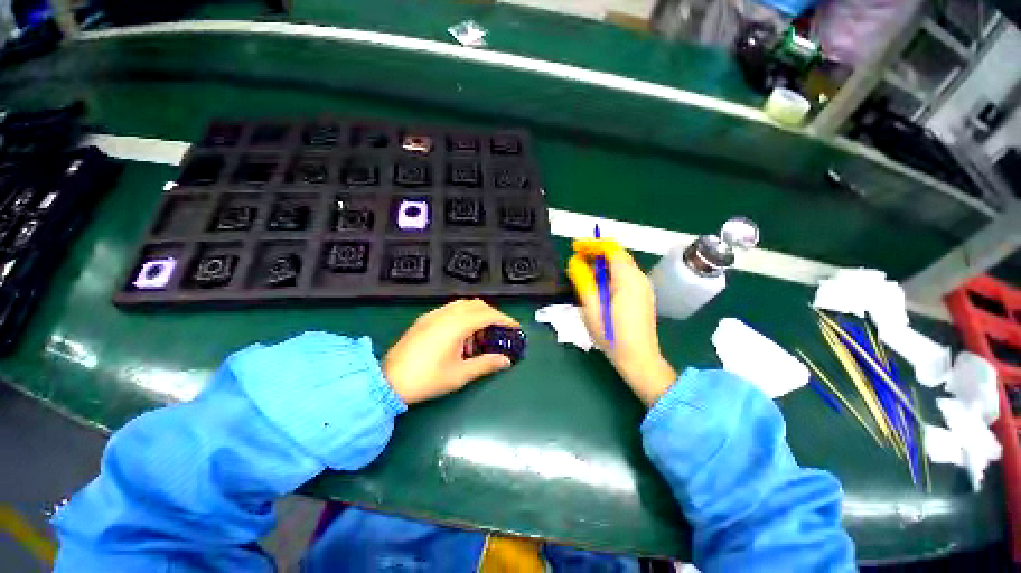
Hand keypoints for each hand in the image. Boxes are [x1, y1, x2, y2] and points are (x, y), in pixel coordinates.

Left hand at [383, 299, 519, 404]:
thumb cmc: (427, 379)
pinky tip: (461, 336)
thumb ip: (486, 364)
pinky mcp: (425, 319)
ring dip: (477, 315)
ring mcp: (434, 315)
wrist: (388, 381)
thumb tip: (506, 360)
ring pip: (463, 305)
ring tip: (480, 336)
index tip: (515, 327)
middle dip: (492, 315)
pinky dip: (463, 317)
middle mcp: (446, 313)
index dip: (504, 319)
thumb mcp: (460, 374)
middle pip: (476, 305)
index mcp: (457, 324)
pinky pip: (450, 310)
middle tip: (500, 331)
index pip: (487, 315)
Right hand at [568, 239, 676, 405]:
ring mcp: (644, 287)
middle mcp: (640, 278)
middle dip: (596, 253)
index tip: (575, 247)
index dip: (592, 244)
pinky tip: (600, 286)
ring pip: (622, 265)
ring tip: (585, 274)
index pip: (611, 249)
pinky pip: (626, 276)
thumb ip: (583, 281)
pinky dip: (611, 274)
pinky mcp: (644, 295)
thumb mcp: (591, 308)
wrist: (639, 359)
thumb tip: (574, 262)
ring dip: (603, 264)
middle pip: (618, 255)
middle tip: (577, 260)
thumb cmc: (612, 335)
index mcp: (628, 279)